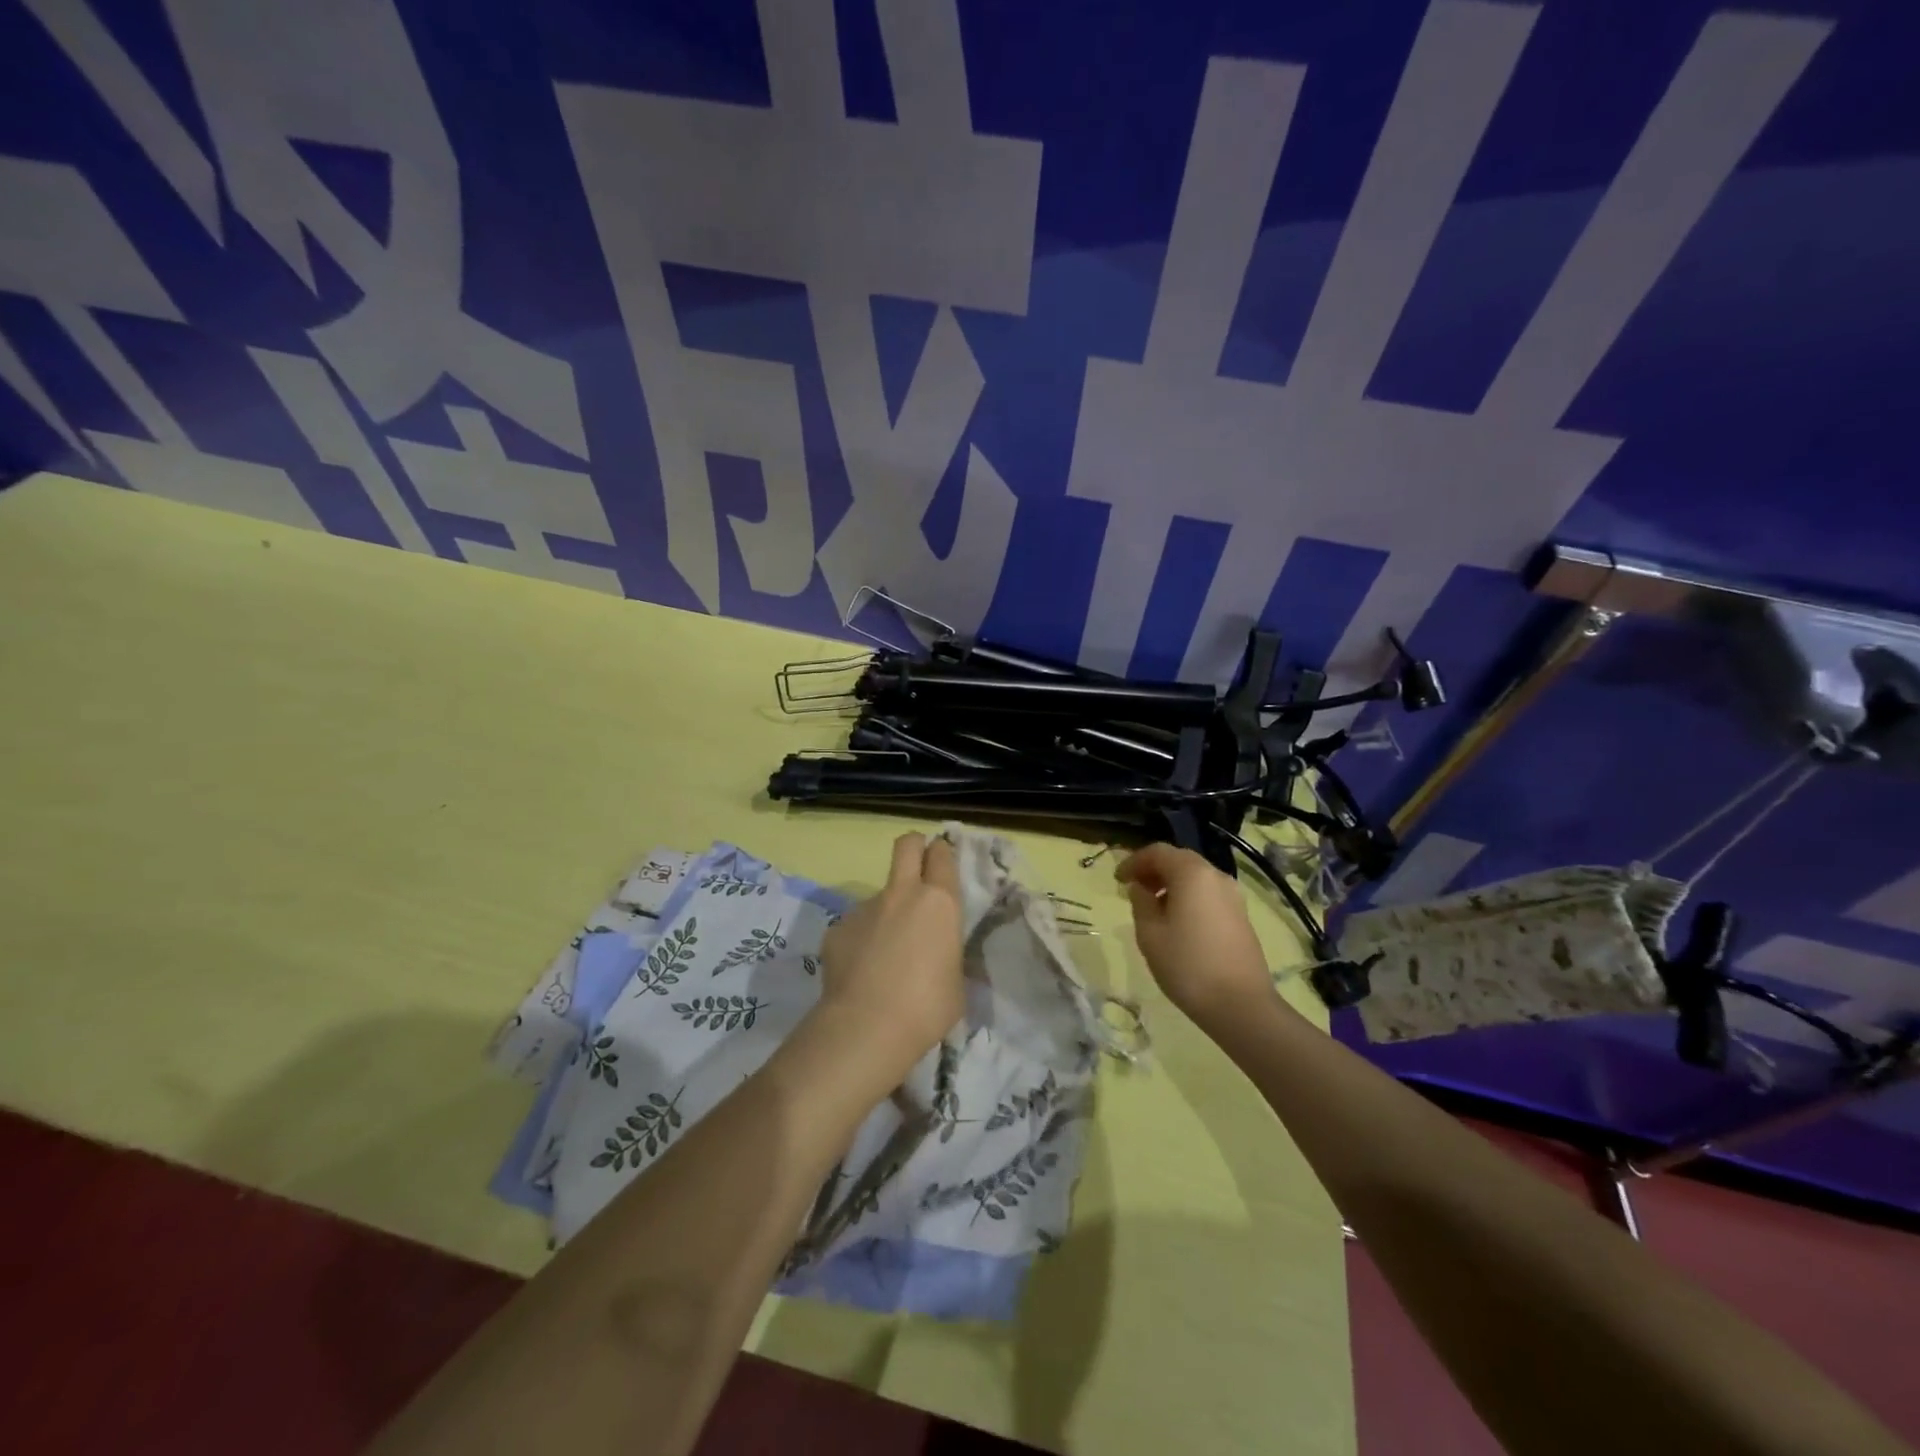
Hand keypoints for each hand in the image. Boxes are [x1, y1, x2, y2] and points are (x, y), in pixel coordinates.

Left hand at [816, 833, 965, 1082]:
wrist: (866, 1026)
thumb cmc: (926, 1008)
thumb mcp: (956, 983)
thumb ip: (948, 956)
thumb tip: (938, 955)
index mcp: (939, 903)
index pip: (942, 855)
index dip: (942, 853)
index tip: (942, 861)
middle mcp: (902, 894)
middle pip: (907, 845)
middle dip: (915, 846)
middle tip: (918, 865)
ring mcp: (865, 908)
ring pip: (879, 895)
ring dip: (886, 912)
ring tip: (885, 955)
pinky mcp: (837, 928)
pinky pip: (855, 926)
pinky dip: (860, 941)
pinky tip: (860, 972)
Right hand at [1117, 843, 1279, 1029]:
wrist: (1241, 1006)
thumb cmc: (1187, 965)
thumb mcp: (1150, 933)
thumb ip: (1141, 902)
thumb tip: (1141, 887)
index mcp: (1192, 873)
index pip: (1157, 852)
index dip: (1133, 861)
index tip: (1117, 880)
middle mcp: (1216, 876)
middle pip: (1179, 860)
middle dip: (1153, 870)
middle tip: (1133, 889)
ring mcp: (1233, 896)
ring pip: (1196, 877)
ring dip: (1171, 884)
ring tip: (1152, 907)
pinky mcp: (1241, 916)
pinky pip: (1208, 894)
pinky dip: (1189, 897)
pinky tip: (1177, 922)